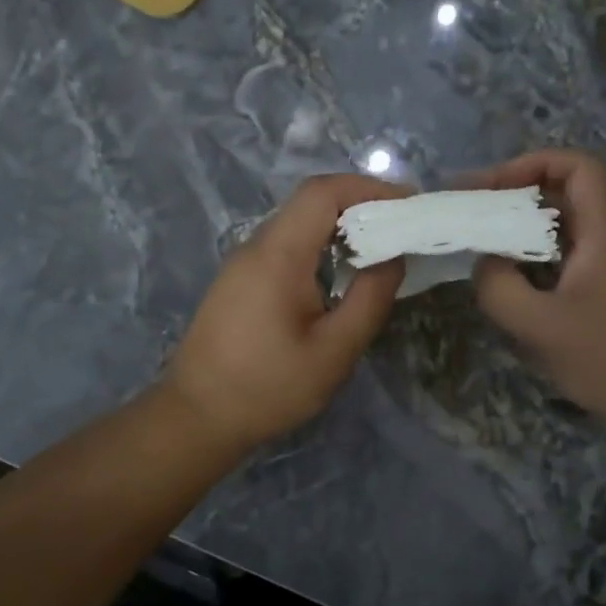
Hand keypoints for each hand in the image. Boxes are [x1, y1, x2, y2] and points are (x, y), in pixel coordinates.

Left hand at [163, 174, 408, 452]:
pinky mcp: (238, 282)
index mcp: (277, 255)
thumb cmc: (268, 387)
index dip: (369, 188)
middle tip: (401, 229)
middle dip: (360, 205)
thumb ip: (370, 299)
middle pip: (309, 203)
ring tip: (378, 251)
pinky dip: (318, 247)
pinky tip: (338, 275)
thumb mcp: (333, 351)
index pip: (323, 193)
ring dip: (339, 227)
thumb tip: (393, 256)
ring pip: (296, 224)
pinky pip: (283, 247)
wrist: (196, 416)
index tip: (409, 204)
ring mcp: (242, 263)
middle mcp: (256, 247)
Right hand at [467, 149, 605, 429]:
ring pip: (561, 229)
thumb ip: (498, 287)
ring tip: (479, 243)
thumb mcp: (540, 325)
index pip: (577, 167)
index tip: (490, 188)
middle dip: (515, 196)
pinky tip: (505, 282)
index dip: (532, 164)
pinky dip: (530, 260)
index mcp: (603, 232)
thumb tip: (483, 262)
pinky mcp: (602, 294)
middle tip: (470, 212)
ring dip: (520, 230)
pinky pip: (562, 259)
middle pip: (564, 194)